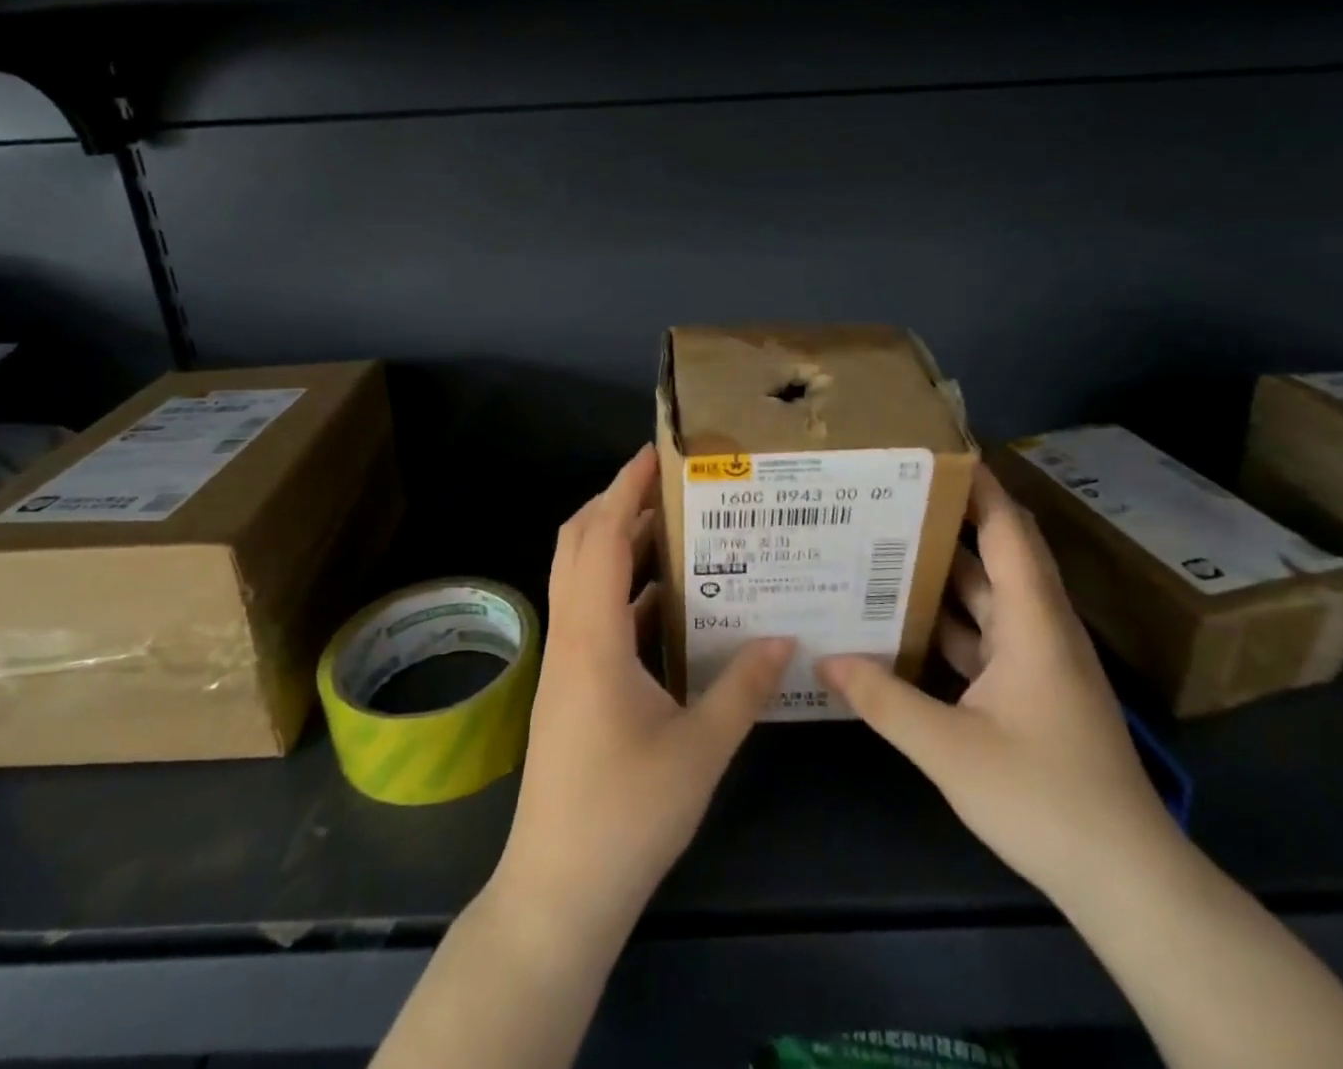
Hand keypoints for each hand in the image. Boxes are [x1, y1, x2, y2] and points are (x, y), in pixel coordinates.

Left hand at [494, 444, 795, 938]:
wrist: (559, 890)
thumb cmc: (627, 815)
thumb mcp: (700, 749)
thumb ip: (743, 688)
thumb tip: (784, 638)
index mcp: (593, 636)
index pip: (602, 537)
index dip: (624, 488)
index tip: (654, 453)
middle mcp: (571, 634)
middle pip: (579, 543)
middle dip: (615, 503)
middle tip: (668, 483)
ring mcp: (566, 660)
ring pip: (581, 576)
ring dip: (618, 544)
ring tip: (675, 527)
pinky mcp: (571, 684)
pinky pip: (593, 613)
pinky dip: (623, 590)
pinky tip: (668, 600)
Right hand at [819, 466, 1174, 903]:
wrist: (1126, 881)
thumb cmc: (1045, 798)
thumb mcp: (951, 749)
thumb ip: (884, 699)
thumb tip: (824, 659)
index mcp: (1033, 623)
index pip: (1008, 532)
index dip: (980, 487)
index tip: (939, 451)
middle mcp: (1039, 629)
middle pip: (994, 556)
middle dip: (947, 520)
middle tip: (889, 493)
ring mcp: (1038, 661)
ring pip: (986, 598)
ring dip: (942, 573)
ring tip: (882, 546)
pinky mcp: (1032, 691)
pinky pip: (983, 636)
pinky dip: (947, 623)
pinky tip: (903, 623)